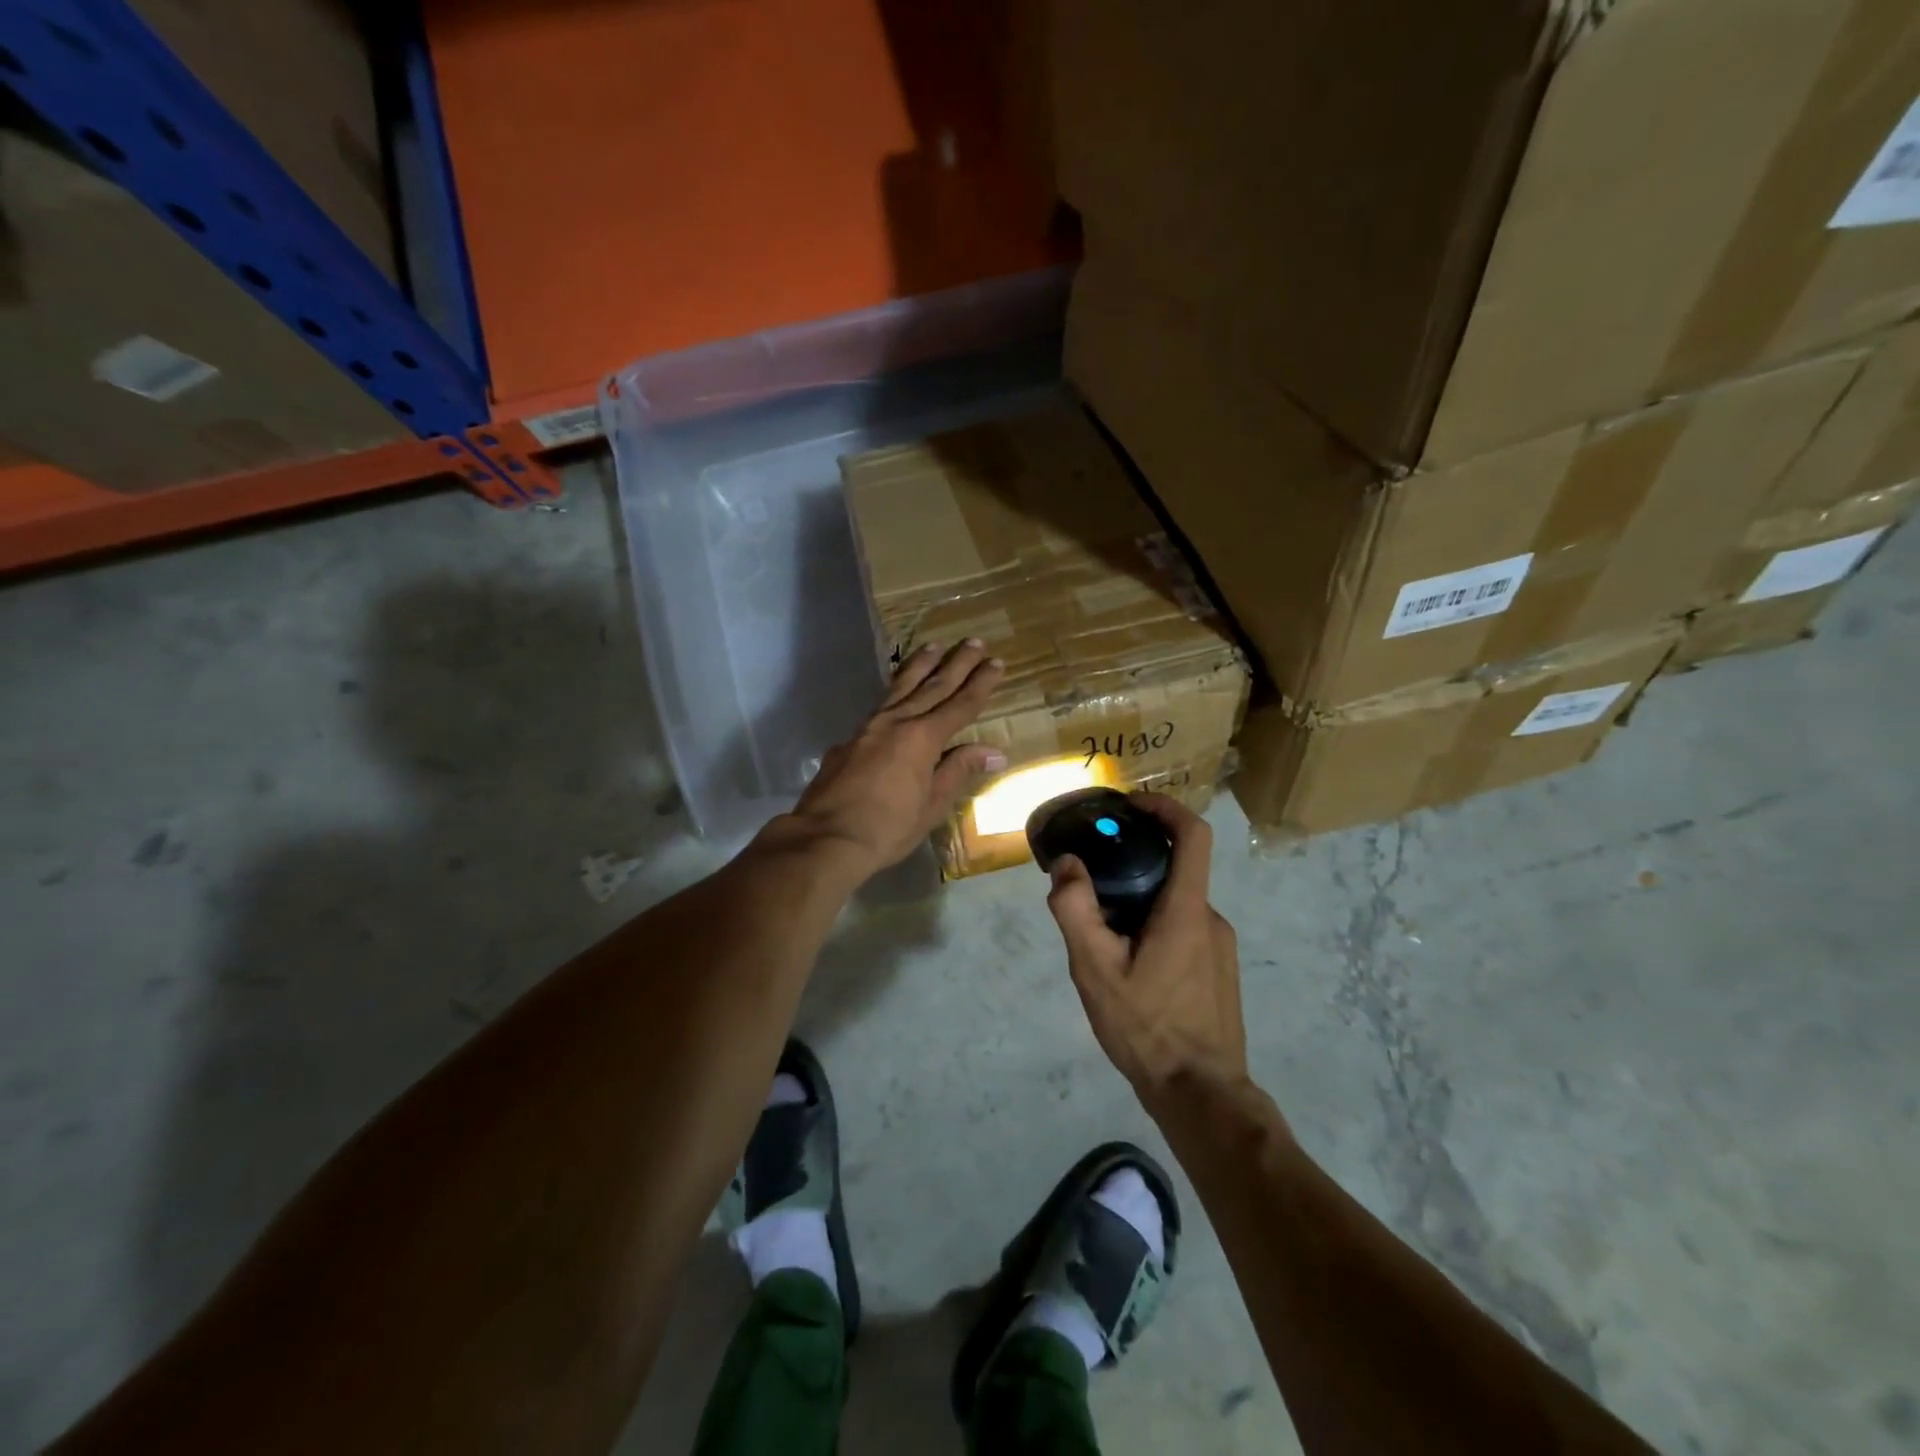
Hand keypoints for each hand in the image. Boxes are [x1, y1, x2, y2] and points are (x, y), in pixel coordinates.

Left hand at [784, 640, 1006, 875]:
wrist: (825, 837)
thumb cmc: (887, 828)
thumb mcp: (932, 805)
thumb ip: (959, 771)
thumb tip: (994, 751)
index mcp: (922, 738)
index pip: (960, 705)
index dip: (980, 684)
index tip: (996, 662)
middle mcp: (896, 722)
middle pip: (932, 686)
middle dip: (955, 664)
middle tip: (973, 641)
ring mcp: (868, 728)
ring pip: (900, 688)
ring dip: (920, 666)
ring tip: (934, 647)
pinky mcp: (848, 740)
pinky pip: (879, 706)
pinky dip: (894, 692)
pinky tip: (896, 694)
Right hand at [1046, 794, 1246, 1098]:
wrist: (1201, 1094)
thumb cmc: (1148, 1027)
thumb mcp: (1095, 970)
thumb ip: (1076, 910)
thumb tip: (1067, 864)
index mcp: (1186, 909)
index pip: (1193, 834)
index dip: (1165, 807)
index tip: (1130, 805)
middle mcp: (1210, 918)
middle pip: (1176, 868)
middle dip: (1135, 862)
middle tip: (1092, 880)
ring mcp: (1220, 946)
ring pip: (1176, 902)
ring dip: (1141, 900)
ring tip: (1102, 932)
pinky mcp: (1219, 970)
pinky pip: (1185, 929)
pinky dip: (1155, 925)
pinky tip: (1129, 964)